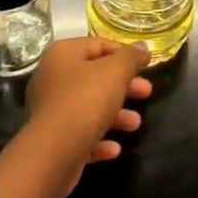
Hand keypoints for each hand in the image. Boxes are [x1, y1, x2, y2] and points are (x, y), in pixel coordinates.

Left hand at [25, 37, 152, 188]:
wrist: (53, 153)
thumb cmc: (85, 101)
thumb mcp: (116, 72)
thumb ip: (131, 57)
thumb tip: (142, 46)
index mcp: (64, 54)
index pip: (99, 44)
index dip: (125, 53)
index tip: (146, 65)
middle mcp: (53, 77)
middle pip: (96, 76)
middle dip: (124, 86)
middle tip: (147, 92)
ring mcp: (50, 110)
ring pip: (89, 107)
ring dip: (116, 115)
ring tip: (136, 124)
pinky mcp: (52, 139)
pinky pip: (81, 134)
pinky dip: (99, 138)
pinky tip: (115, 148)